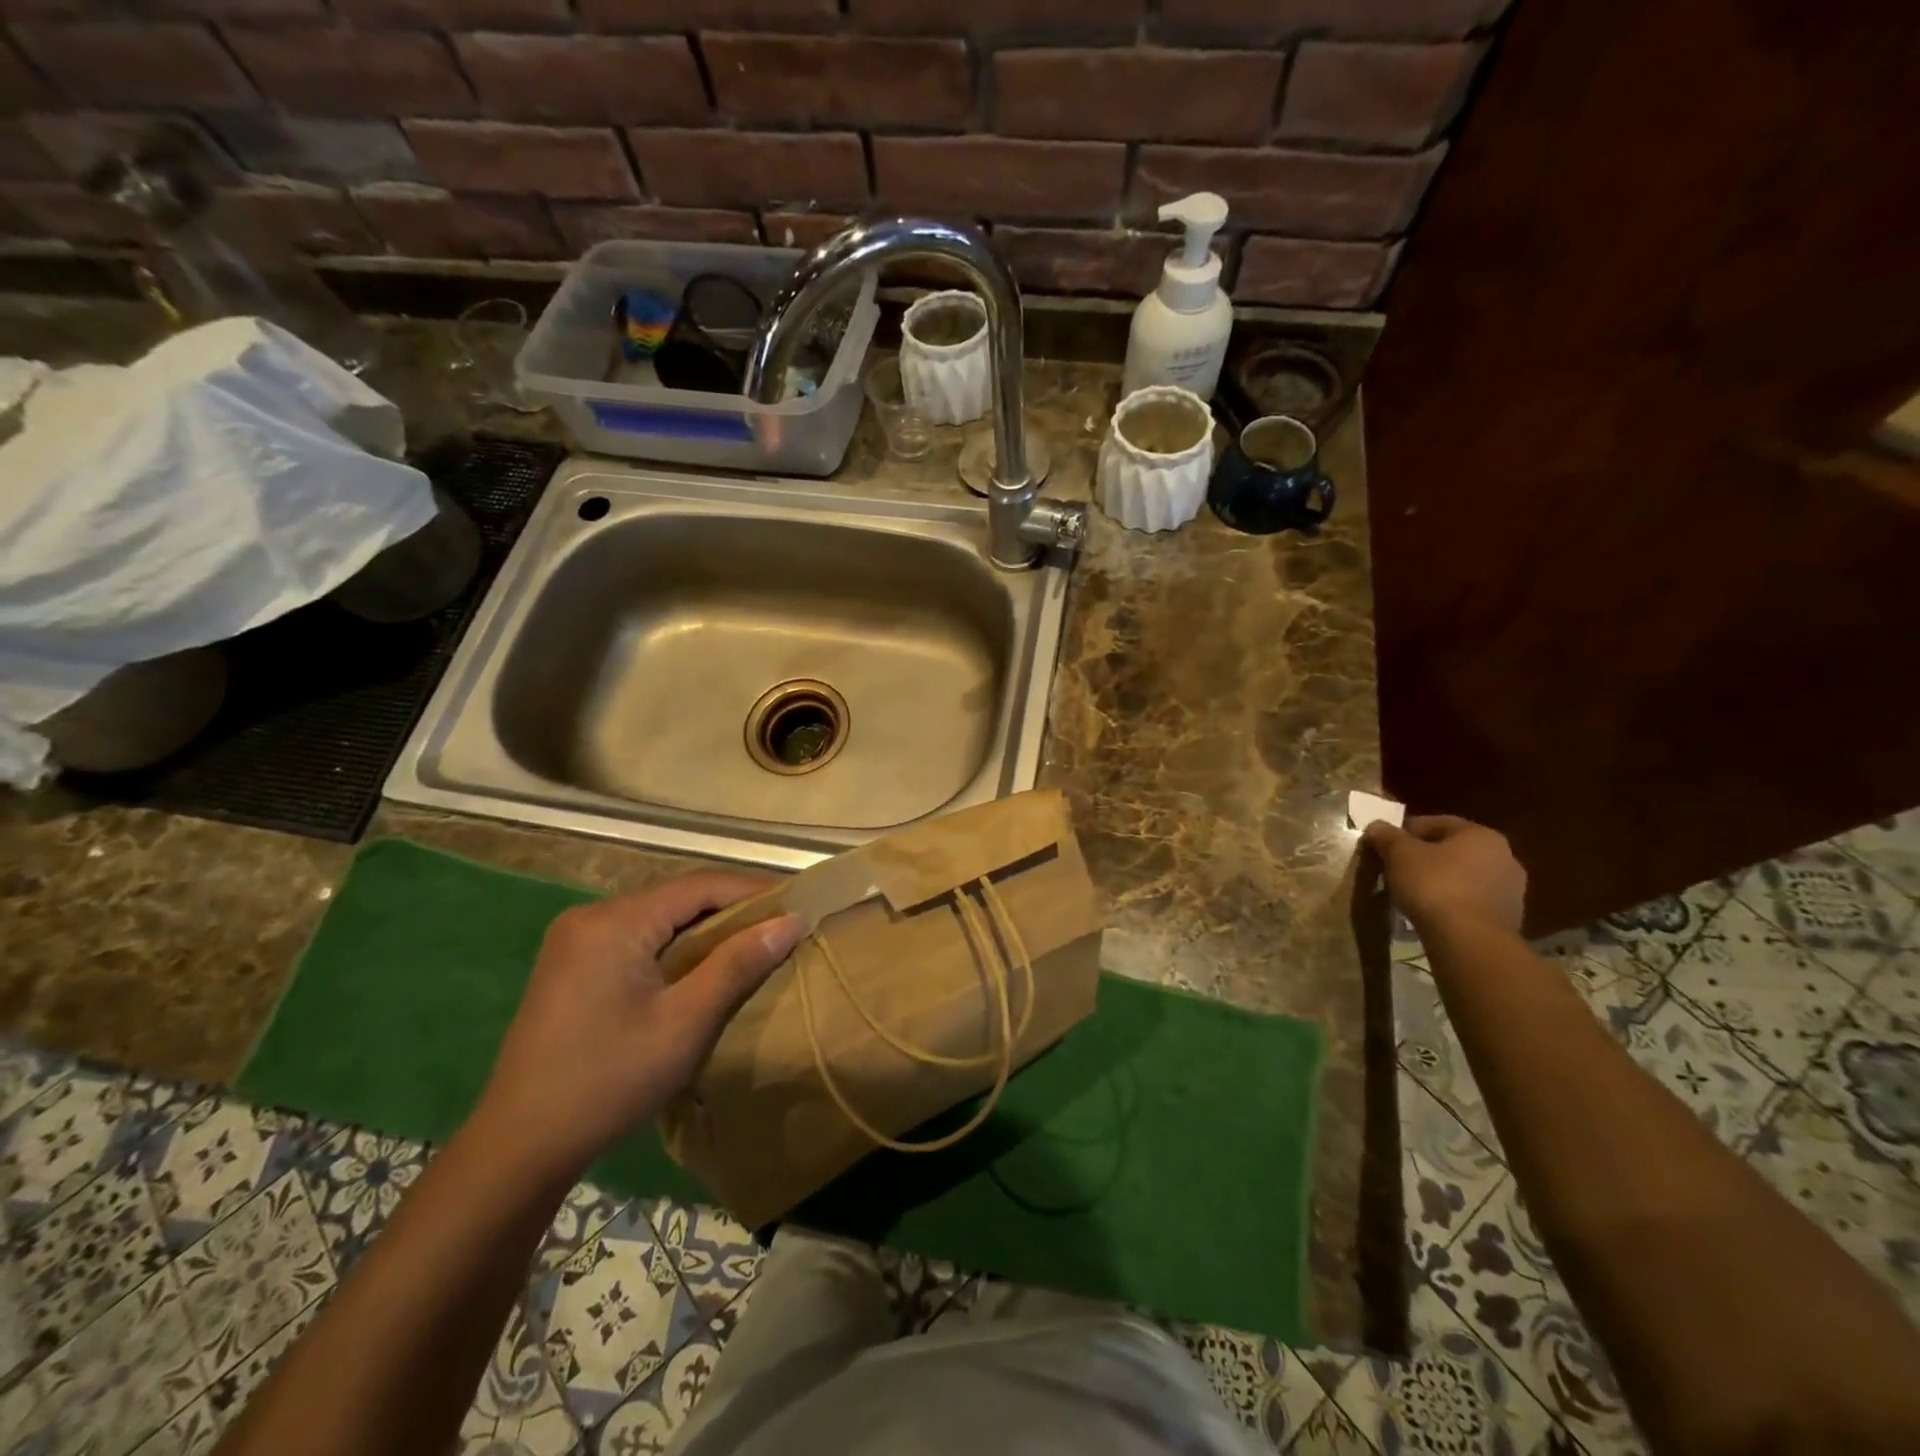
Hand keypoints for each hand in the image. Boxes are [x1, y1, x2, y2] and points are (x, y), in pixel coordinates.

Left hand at [472, 872, 804, 1181]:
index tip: (798, 904)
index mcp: (615, 921)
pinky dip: (676, 944)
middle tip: (780, 926)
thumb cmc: (609, 1081)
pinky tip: (700, 965)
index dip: (753, 890)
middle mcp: (592, 915)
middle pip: (677, 896)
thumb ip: (737, 964)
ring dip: (704, 927)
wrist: (519, 1146)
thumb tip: (790, 921)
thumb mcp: (685, 1023)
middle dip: (731, 908)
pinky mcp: (571, 963)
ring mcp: (576, 939)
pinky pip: (638, 937)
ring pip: (658, 916)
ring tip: (751, 943)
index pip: (699, 885)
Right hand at [1364, 814, 1527, 933]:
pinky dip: (1453, 901)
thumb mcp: (1399, 854)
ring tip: (1412, 892)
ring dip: (1440, 879)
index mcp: (1481, 834)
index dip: (1406, 831)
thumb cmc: (1434, 885)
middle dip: (1425, 856)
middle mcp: (1504, 856)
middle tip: (1397, 868)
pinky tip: (1432, 911)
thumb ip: (1387, 836)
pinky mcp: (1509, 918)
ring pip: (1464, 876)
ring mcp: (1511, 889)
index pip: (1437, 823)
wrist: (1468, 940)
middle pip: (1453, 850)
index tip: (1386, 845)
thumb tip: (1376, 826)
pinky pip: (1472, 900)